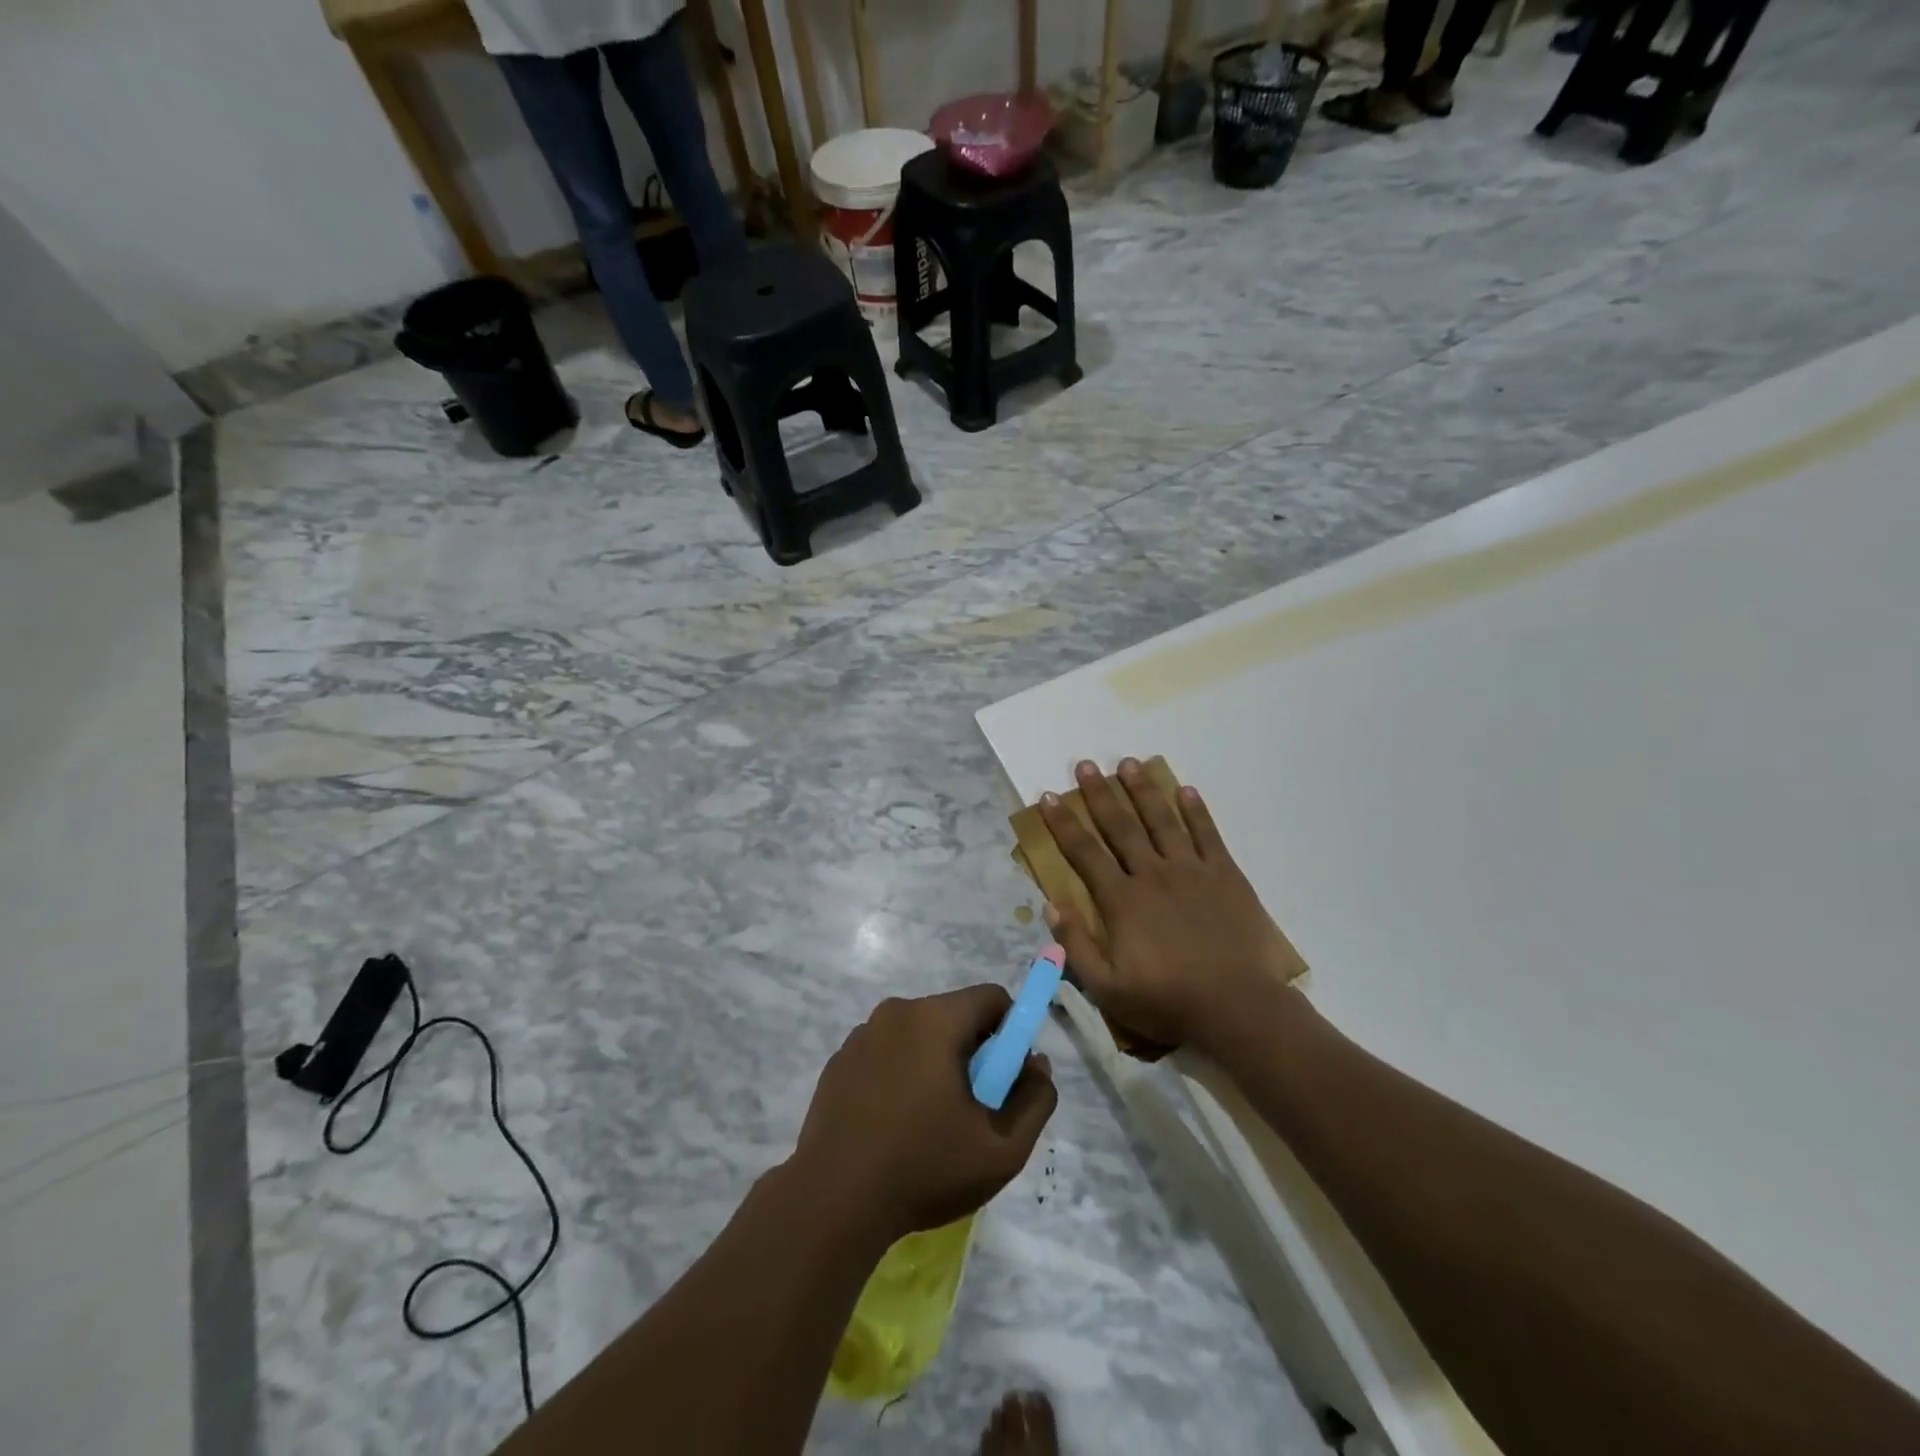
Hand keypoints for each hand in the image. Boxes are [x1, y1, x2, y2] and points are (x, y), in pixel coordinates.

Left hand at [791, 987, 1056, 1243]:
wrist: (832, 1202)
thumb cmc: (923, 1169)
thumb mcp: (1002, 1149)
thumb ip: (1034, 1101)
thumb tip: (1036, 1064)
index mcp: (935, 1019)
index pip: (991, 998)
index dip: (1011, 1033)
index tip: (1006, 1079)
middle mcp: (896, 1012)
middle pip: (954, 1016)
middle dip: (973, 1052)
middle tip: (971, 1109)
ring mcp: (861, 1035)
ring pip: (918, 1035)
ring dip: (935, 1064)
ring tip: (929, 1124)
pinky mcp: (839, 1061)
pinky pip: (886, 1053)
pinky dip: (900, 1075)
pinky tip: (893, 1126)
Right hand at [1040, 757, 1305, 1053]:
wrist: (1238, 1007)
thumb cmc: (1167, 1001)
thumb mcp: (1107, 988)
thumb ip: (1076, 945)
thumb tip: (1051, 905)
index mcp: (1122, 900)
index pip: (1085, 853)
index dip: (1063, 823)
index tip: (1048, 797)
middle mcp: (1152, 874)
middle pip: (1121, 825)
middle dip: (1100, 794)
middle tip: (1085, 765)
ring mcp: (1191, 870)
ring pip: (1162, 820)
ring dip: (1143, 790)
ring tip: (1129, 763)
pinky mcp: (1225, 875)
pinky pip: (1207, 835)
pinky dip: (1196, 811)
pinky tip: (1186, 790)